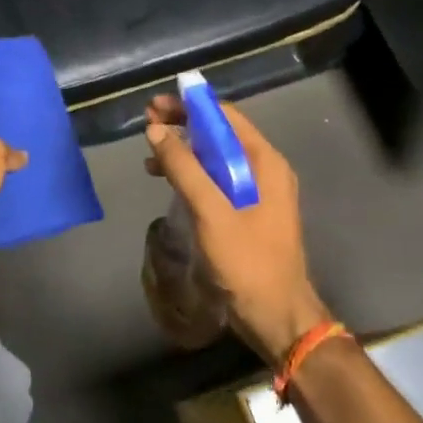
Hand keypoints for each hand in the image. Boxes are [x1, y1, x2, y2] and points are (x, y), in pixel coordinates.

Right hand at [144, 97, 330, 366]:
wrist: (276, 316)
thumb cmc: (248, 262)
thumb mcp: (212, 212)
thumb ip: (185, 168)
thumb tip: (156, 130)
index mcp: (265, 162)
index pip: (225, 117)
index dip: (190, 106)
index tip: (156, 105)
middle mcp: (264, 170)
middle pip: (220, 134)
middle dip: (184, 126)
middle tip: (147, 124)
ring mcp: (257, 192)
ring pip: (216, 158)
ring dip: (185, 152)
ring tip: (150, 154)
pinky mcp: (246, 213)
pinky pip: (217, 182)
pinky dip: (192, 176)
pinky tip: (168, 182)